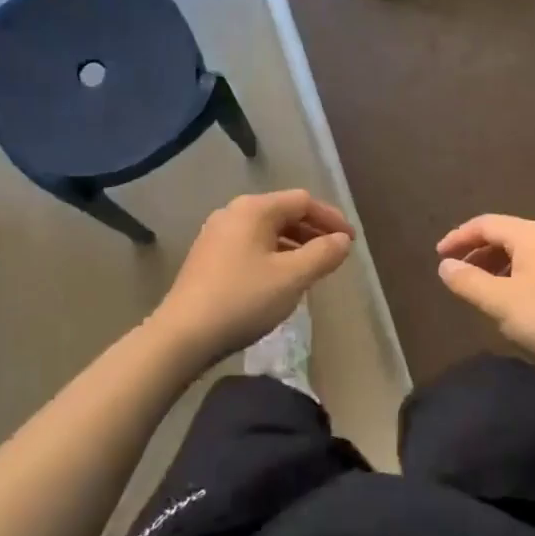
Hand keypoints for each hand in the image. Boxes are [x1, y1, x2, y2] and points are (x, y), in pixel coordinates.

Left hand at [147, 190, 355, 371]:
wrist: (183, 335)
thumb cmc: (243, 299)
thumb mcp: (292, 277)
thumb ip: (323, 254)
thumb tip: (343, 240)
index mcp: (254, 209)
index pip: (303, 201)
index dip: (331, 219)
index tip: (351, 241)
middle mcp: (233, 213)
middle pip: (283, 212)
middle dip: (313, 231)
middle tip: (336, 254)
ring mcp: (216, 235)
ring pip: (266, 231)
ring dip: (294, 245)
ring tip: (313, 268)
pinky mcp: (208, 257)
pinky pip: (251, 246)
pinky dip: (274, 255)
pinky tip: (281, 279)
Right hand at [436, 215, 534, 382]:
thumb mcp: (500, 302)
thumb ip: (468, 281)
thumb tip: (445, 265)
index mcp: (532, 234)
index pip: (486, 224)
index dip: (458, 237)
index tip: (438, 256)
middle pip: (504, 234)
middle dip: (476, 251)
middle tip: (455, 272)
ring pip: (521, 251)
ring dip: (494, 265)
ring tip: (477, 287)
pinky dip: (513, 275)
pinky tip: (508, 298)